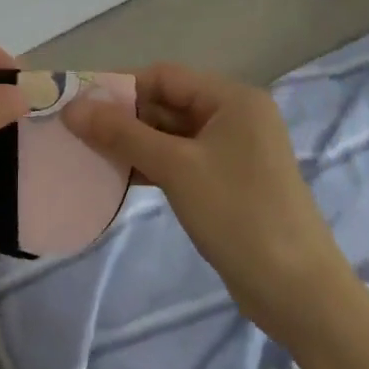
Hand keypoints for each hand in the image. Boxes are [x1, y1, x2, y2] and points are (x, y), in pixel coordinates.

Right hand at [64, 62, 345, 342]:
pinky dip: (151, 165)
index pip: (164, 76)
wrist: (298, 292)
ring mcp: (232, 151)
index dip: (119, 87)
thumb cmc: (238, 214)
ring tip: (88, 155)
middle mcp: (234, 116)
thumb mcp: (176, 168)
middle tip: (75, 133)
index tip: (77, 106)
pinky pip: (180, 160)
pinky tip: (118, 178)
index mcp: (232, 98)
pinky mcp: (227, 182)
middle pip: (167, 103)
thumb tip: (71, 107)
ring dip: (133, 143)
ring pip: (171, 134)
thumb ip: (122, 134)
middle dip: (123, 117)